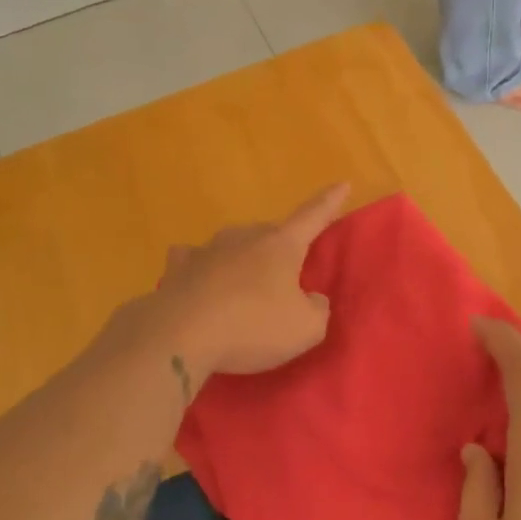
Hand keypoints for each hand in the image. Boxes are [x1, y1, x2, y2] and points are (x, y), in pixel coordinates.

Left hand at [150, 183, 347, 379]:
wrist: (179, 336)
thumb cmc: (252, 326)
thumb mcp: (305, 329)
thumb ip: (317, 310)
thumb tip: (312, 299)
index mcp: (281, 246)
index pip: (313, 217)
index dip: (330, 202)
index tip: (342, 183)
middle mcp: (245, 238)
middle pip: (270, 234)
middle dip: (280, 248)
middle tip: (284, 274)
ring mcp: (208, 250)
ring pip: (233, 245)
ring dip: (242, 260)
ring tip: (243, 284)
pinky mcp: (177, 270)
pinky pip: (194, 261)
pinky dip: (201, 269)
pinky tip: (198, 281)